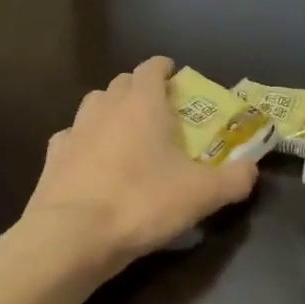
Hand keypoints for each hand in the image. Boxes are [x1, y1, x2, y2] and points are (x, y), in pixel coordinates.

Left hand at [21, 56, 259, 274]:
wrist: (73, 235)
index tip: (175, 76)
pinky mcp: (52, 157)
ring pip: (94, 105)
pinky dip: (86, 143)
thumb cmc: (143, 203)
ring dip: (111, 111)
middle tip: (158, 111)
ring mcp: (74, 130)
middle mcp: (105, 107)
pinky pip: (72, 138)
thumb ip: (234, 179)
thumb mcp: (202, 195)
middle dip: (140, 90)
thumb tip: (251, 169)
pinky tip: (94, 163)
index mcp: (143, 104)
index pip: (151, 67)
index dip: (164, 68)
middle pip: (122, 83)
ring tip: (126, 134)